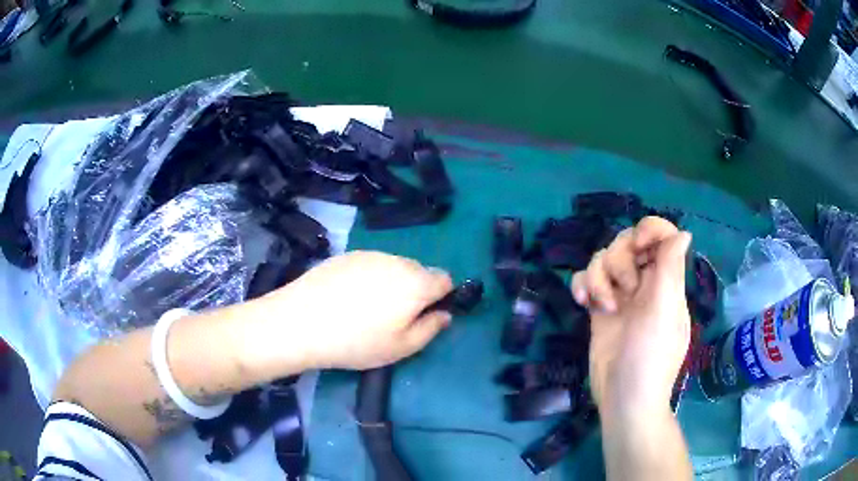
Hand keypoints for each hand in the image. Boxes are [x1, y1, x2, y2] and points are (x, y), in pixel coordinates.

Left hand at [256, 251, 453, 370]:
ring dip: (392, 282)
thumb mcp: (401, 348)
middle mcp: (397, 261)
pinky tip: (347, 298)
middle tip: (393, 317)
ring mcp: (369, 254)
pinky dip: (368, 277)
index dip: (441, 297)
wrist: (301, 322)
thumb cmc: (356, 341)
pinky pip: (370, 264)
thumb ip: (431, 329)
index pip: (445, 279)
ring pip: (394, 266)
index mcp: (416, 282)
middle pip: (419, 270)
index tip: (424, 316)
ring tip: (366, 308)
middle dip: (416, 290)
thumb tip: (445, 314)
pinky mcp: (346, 255)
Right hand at [571, 217, 691, 417]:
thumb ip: (671, 269)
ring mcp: (620, 295)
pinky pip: (587, 280)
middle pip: (627, 242)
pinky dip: (582, 285)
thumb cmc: (651, 356)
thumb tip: (684, 232)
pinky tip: (582, 302)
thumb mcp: (664, 311)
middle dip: (620, 260)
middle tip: (623, 289)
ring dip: (599, 277)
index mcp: (667, 280)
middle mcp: (644, 282)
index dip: (648, 230)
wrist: (623, 397)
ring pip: (604, 259)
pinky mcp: (599, 308)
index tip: (637, 246)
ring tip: (603, 306)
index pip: (662, 236)